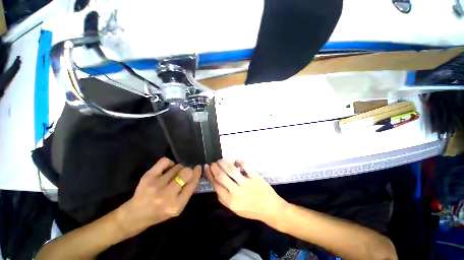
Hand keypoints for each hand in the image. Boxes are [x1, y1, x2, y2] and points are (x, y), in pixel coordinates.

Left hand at [117, 157, 200, 236]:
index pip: (192, 184)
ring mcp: (156, 185)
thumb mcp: (177, 207)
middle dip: (188, 170)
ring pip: (177, 167)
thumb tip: (195, 173)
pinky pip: (165, 161)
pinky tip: (166, 169)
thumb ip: (187, 192)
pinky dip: (169, 163)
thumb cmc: (159, 213)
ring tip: (173, 174)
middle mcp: (167, 195)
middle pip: (186, 172)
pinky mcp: (148, 177)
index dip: (197, 173)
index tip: (198, 168)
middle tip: (184, 173)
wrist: (135, 215)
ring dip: (178, 169)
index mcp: (176, 205)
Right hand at [205, 159, 286, 223]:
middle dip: (215, 167)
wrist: (270, 209)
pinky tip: (236, 161)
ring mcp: (246, 184)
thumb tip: (216, 183)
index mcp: (230, 201)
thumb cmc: (251, 210)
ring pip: (231, 169)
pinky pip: (245, 165)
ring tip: (221, 160)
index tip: (207, 168)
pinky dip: (239, 161)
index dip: (210, 175)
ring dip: (224, 162)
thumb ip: (224, 198)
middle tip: (213, 162)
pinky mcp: (255, 177)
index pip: (216, 185)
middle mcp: (236, 192)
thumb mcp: (235, 209)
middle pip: (221, 176)